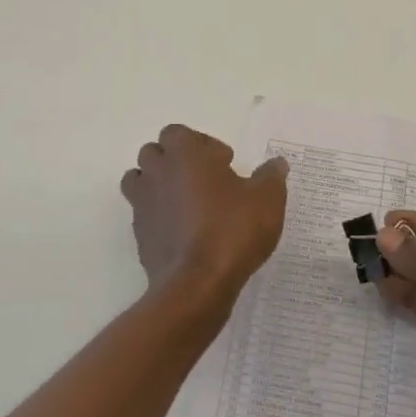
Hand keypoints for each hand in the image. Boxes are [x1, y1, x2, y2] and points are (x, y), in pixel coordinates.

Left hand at [120, 125, 287, 302]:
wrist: (197, 284)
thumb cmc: (232, 230)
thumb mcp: (267, 199)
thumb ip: (271, 176)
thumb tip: (276, 163)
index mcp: (185, 154)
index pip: (177, 132)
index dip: (201, 143)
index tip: (224, 163)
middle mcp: (158, 172)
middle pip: (154, 152)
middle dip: (176, 161)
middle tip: (205, 180)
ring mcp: (143, 204)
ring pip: (140, 180)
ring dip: (159, 184)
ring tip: (187, 202)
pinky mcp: (139, 234)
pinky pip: (143, 214)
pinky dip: (157, 215)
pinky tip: (183, 231)